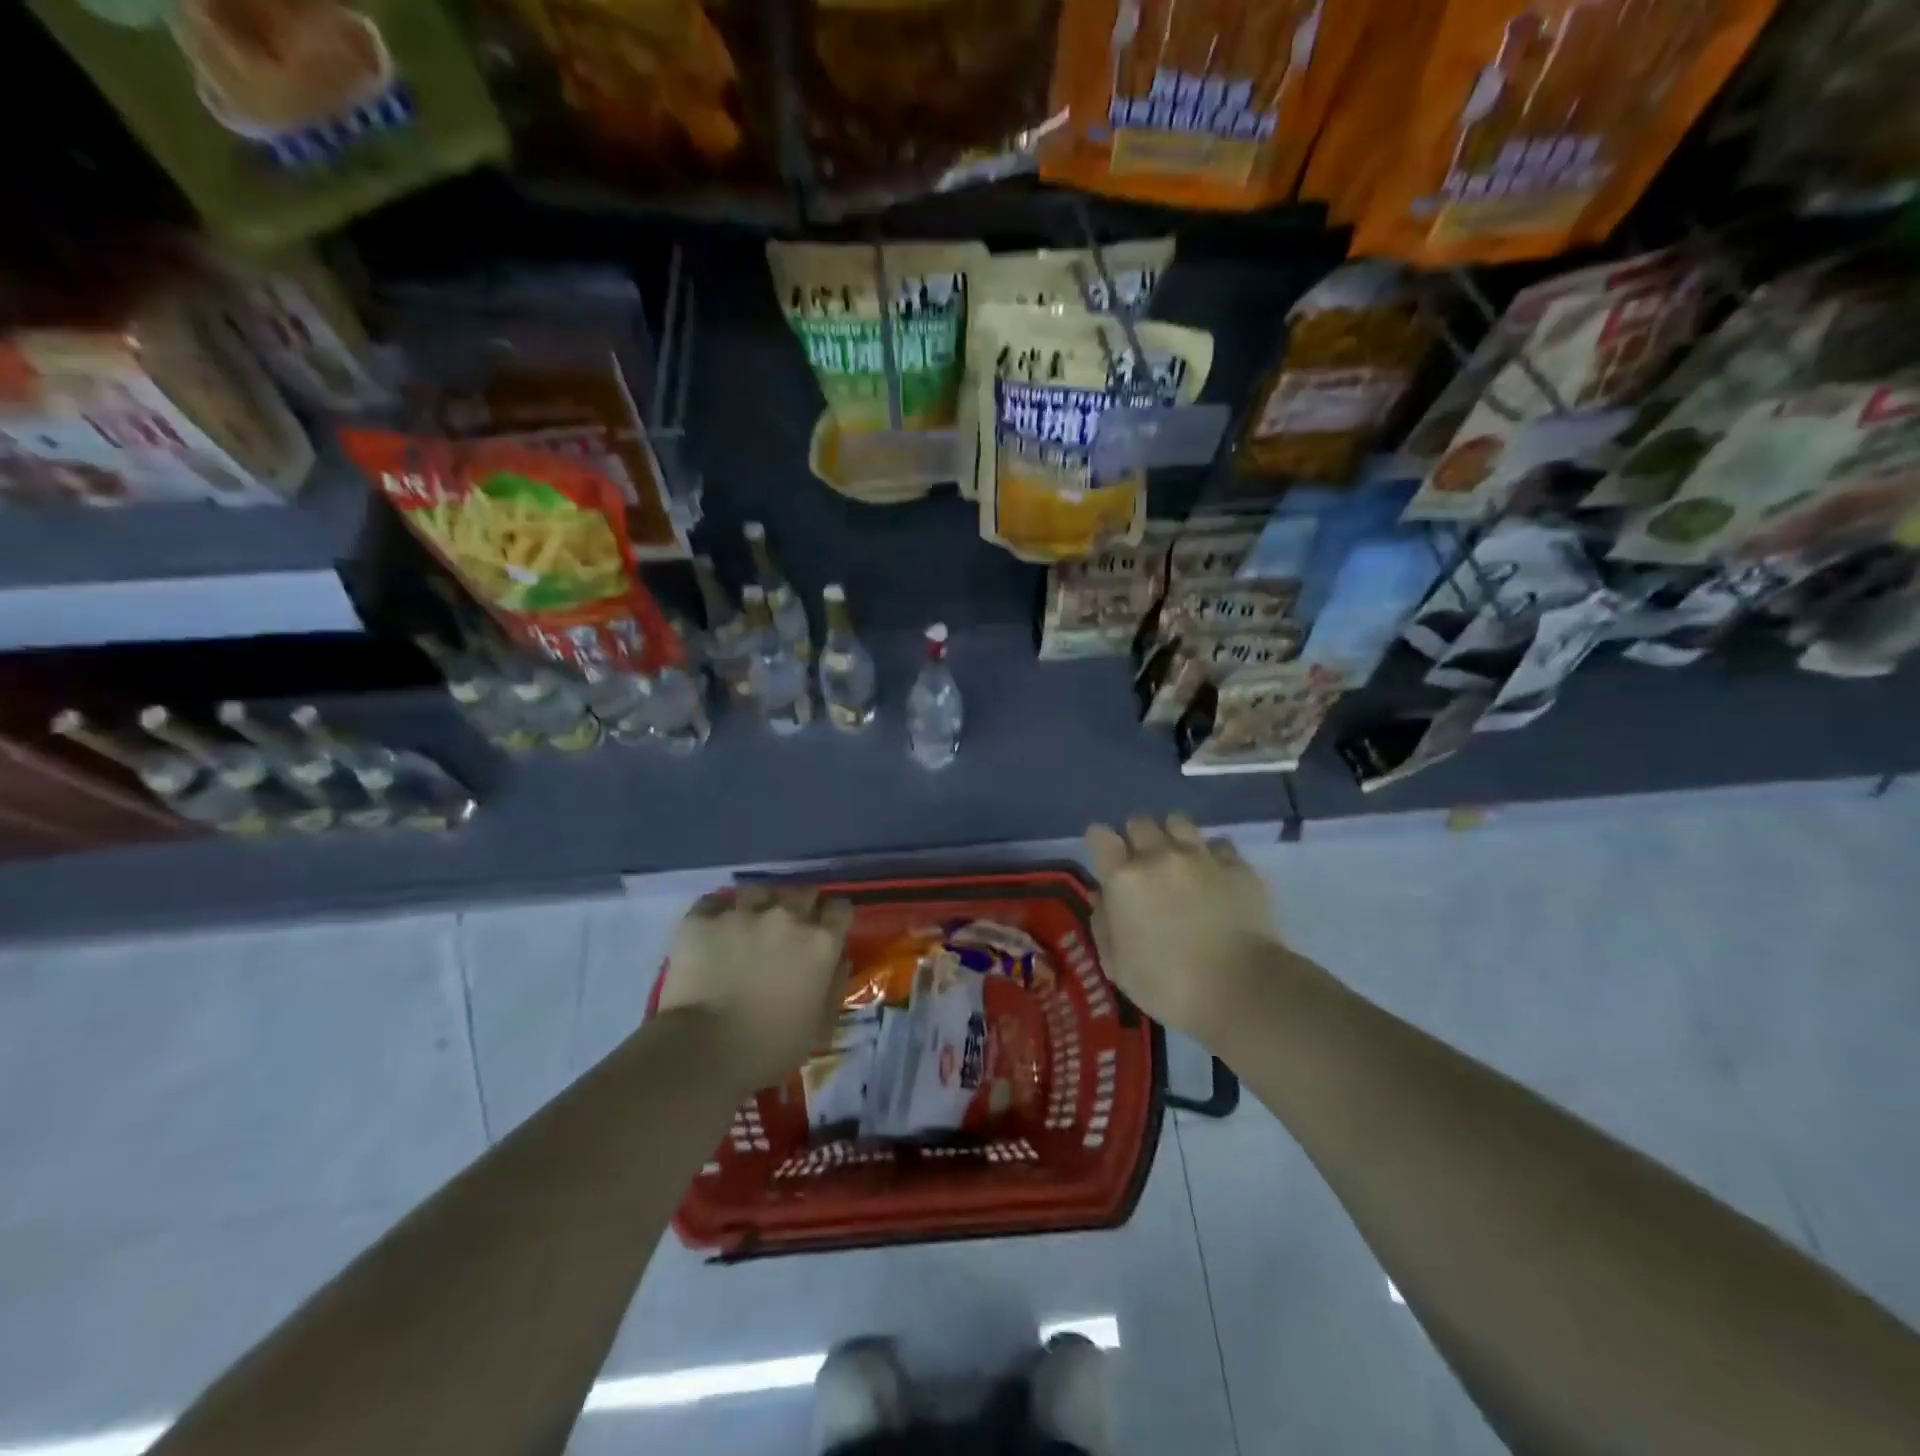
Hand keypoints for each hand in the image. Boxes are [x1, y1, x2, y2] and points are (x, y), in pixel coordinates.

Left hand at [656, 887, 853, 1091]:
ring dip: (759, 905)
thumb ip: (834, 985)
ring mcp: (743, 912)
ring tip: (748, 923)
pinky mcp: (703, 918)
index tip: (827, 929)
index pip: (840, 908)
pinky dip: (717, 912)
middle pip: (803, 892)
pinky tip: (715, 929)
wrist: (704, 1051)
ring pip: (759, 890)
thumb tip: (839, 960)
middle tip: (788, 929)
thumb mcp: (819, 1026)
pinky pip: (714, 901)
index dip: (834, 918)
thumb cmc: (770, 1047)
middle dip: (800, 906)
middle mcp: (787, 916)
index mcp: (820, 942)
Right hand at [1086, 815, 1277, 1044]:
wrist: (1242, 989)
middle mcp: (1159, 855)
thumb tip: (1102, 898)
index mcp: (1124, 878)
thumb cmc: (1169, 985)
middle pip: (1140, 822)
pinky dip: (1211, 854)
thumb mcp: (1117, 966)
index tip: (1105, 858)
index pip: (1100, 835)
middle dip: (1136, 837)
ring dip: (1172, 836)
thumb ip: (1103, 925)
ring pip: (1178, 822)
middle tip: (1143, 863)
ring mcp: (1201, 856)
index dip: (1100, 842)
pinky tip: (1215, 874)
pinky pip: (1218, 843)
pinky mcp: (1237, 865)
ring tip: (1179, 859)